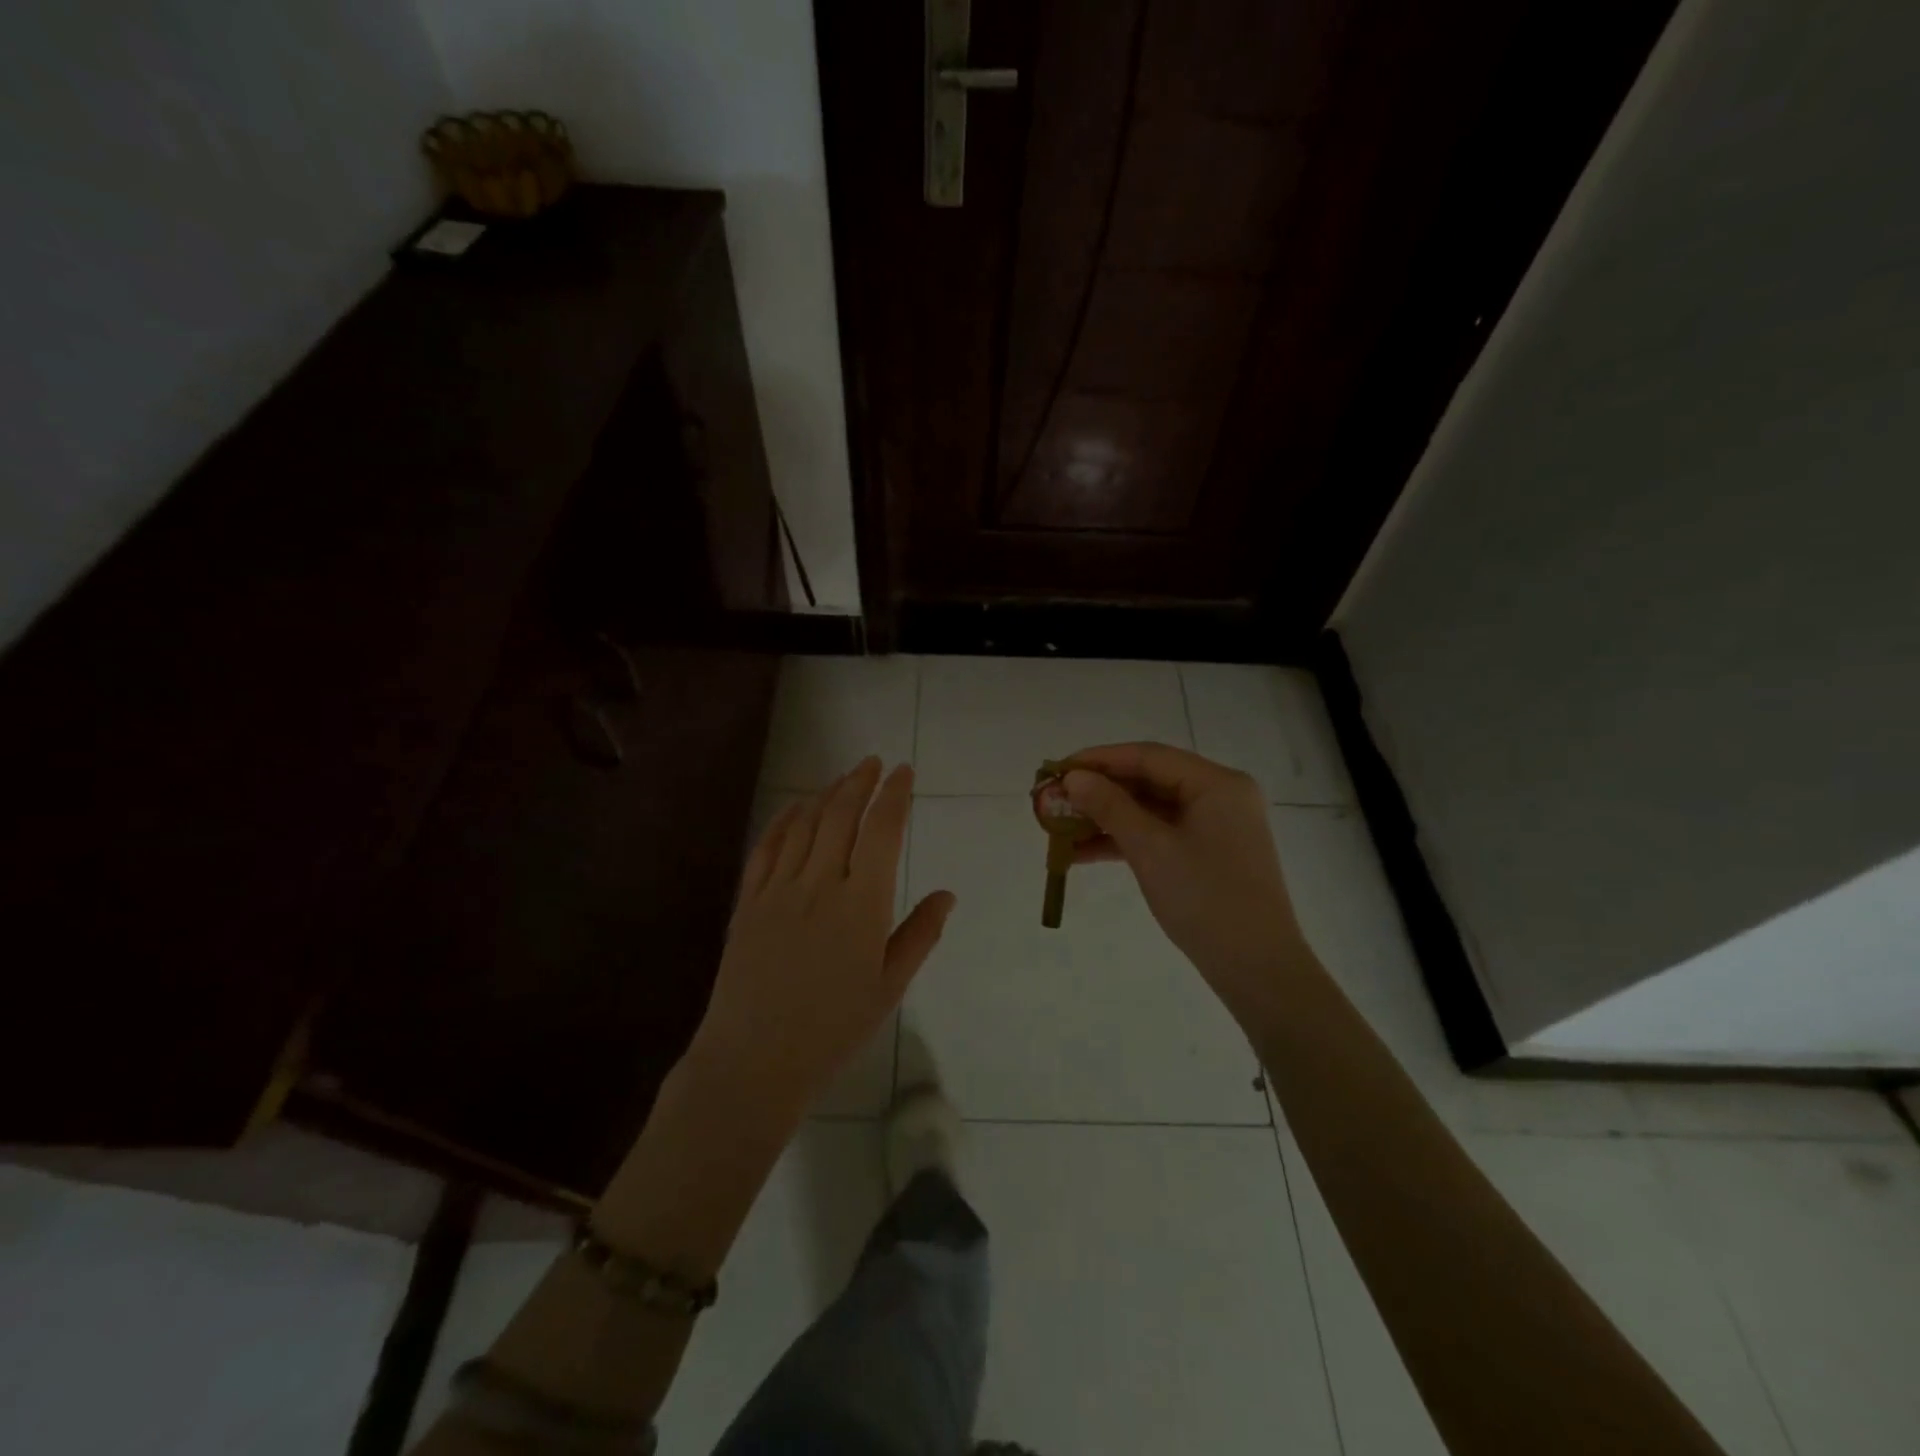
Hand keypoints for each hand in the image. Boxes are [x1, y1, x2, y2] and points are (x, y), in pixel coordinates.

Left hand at [689, 758, 955, 1119]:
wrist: (754, 1060)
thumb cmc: (833, 1029)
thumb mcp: (889, 987)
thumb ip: (920, 935)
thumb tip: (948, 894)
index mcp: (863, 904)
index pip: (882, 831)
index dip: (894, 796)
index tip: (903, 772)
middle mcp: (821, 884)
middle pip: (841, 816)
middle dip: (860, 782)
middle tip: (873, 763)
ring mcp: (779, 890)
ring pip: (804, 825)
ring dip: (824, 794)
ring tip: (841, 779)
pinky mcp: (748, 902)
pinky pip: (766, 848)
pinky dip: (783, 820)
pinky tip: (793, 808)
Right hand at [1061, 743, 1304, 1006]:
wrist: (1256, 969)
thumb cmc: (1206, 899)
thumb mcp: (1151, 849)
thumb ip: (1110, 807)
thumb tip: (1073, 778)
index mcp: (1217, 783)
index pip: (1148, 756)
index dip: (1099, 759)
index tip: (1057, 769)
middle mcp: (1219, 796)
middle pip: (1149, 781)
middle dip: (1099, 791)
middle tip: (1054, 798)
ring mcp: (1214, 826)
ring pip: (1149, 810)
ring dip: (1106, 818)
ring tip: (1059, 826)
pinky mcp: (1206, 853)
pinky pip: (1158, 834)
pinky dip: (1124, 840)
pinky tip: (1082, 852)